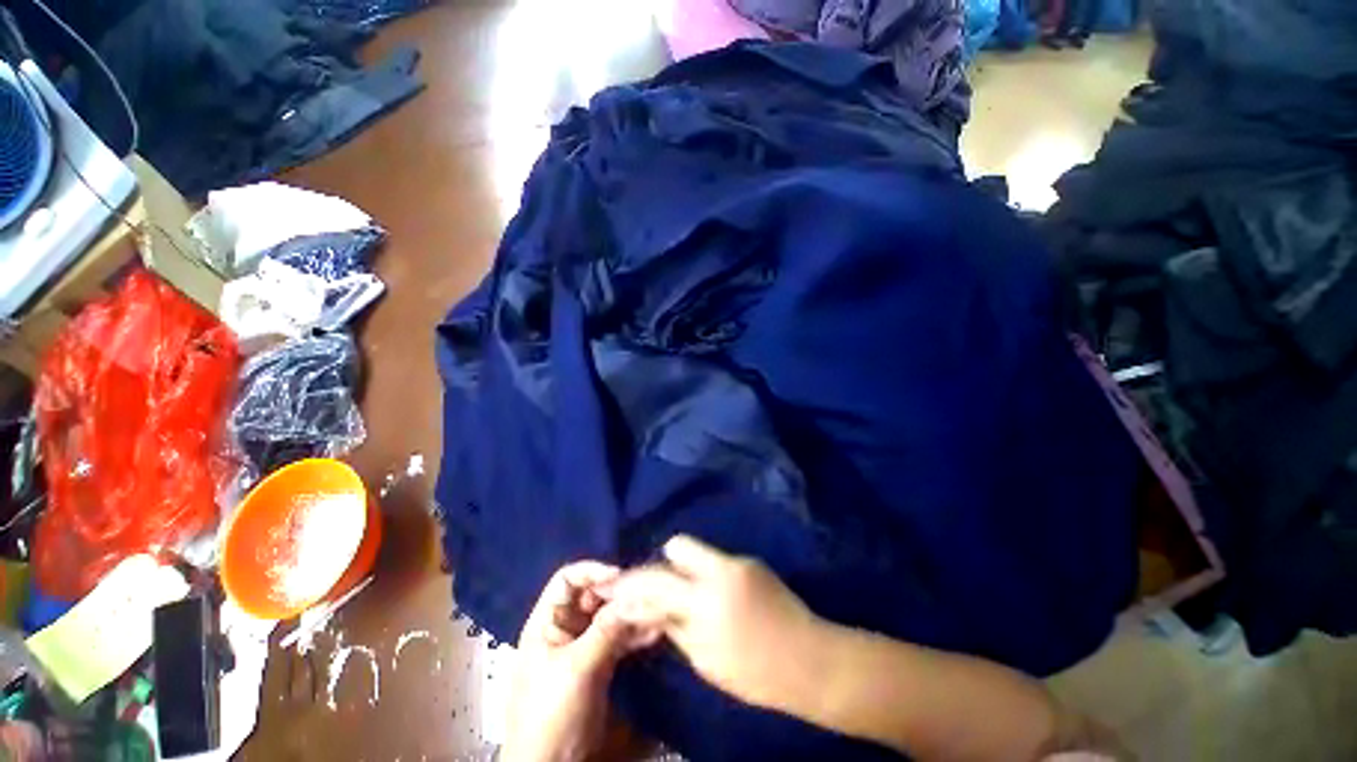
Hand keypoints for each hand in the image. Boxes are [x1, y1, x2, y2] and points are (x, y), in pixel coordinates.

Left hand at [501, 562, 656, 761]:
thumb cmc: (550, 713)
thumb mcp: (576, 668)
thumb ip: (605, 630)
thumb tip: (632, 597)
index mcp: (547, 622)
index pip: (567, 580)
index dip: (592, 571)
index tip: (620, 576)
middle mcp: (565, 628)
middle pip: (593, 596)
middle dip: (618, 593)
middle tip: (646, 592)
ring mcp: (583, 646)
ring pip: (609, 617)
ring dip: (631, 612)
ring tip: (656, 609)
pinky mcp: (599, 664)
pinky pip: (618, 639)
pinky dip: (635, 634)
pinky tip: (654, 632)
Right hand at [609, 536, 826, 711]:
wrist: (809, 659)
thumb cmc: (754, 672)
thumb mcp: (704, 659)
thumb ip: (672, 624)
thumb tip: (645, 606)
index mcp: (705, 599)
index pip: (656, 578)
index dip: (633, 582)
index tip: (618, 585)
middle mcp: (720, 569)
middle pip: (678, 544)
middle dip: (664, 563)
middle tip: (663, 588)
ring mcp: (739, 561)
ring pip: (699, 552)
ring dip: (687, 570)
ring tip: (690, 595)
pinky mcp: (752, 561)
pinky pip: (718, 561)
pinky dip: (709, 575)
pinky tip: (717, 597)